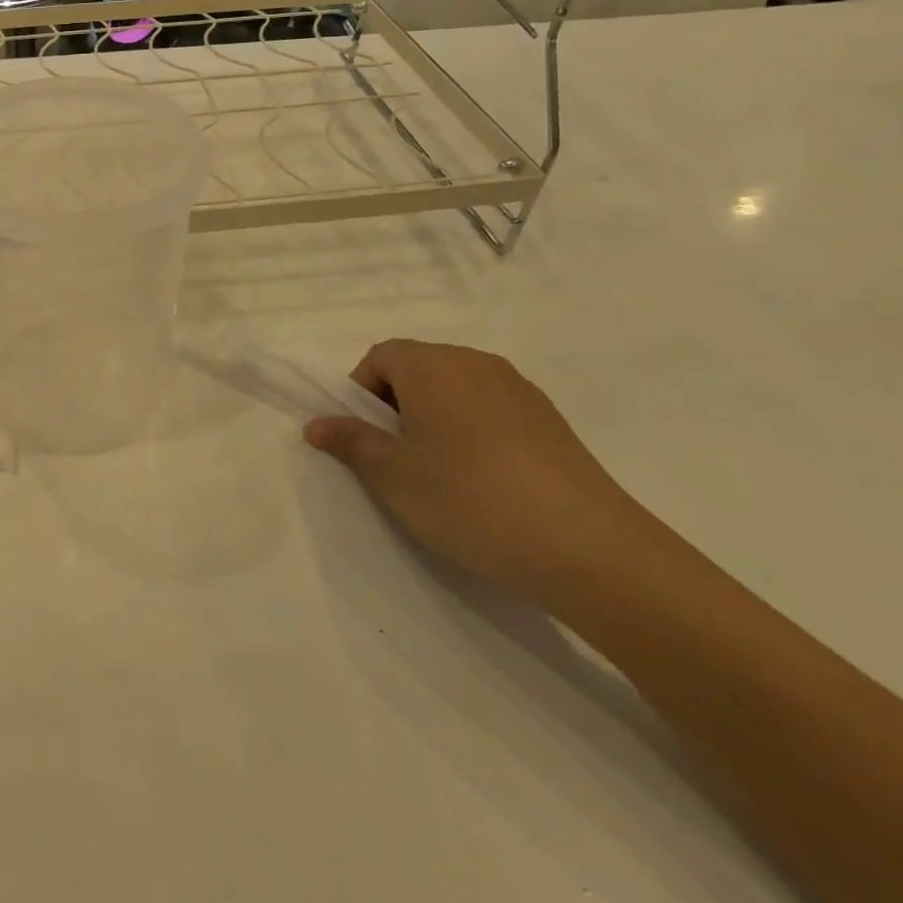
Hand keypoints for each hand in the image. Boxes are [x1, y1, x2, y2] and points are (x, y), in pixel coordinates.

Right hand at [304, 340, 657, 599]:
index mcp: (434, 365)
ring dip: (433, 419)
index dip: (360, 391)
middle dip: (395, 404)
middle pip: (419, 367)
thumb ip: (350, 441)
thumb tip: (316, 424)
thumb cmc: (467, 498)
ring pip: (456, 390)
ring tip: (438, 472)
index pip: (381, 356)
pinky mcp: (551, 421)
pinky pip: (491, 410)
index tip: (363, 435)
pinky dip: (471, 432)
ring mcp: (520, 390)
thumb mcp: (391, 474)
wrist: (586, 547)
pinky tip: (481, 480)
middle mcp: (477, 364)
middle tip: (393, 456)